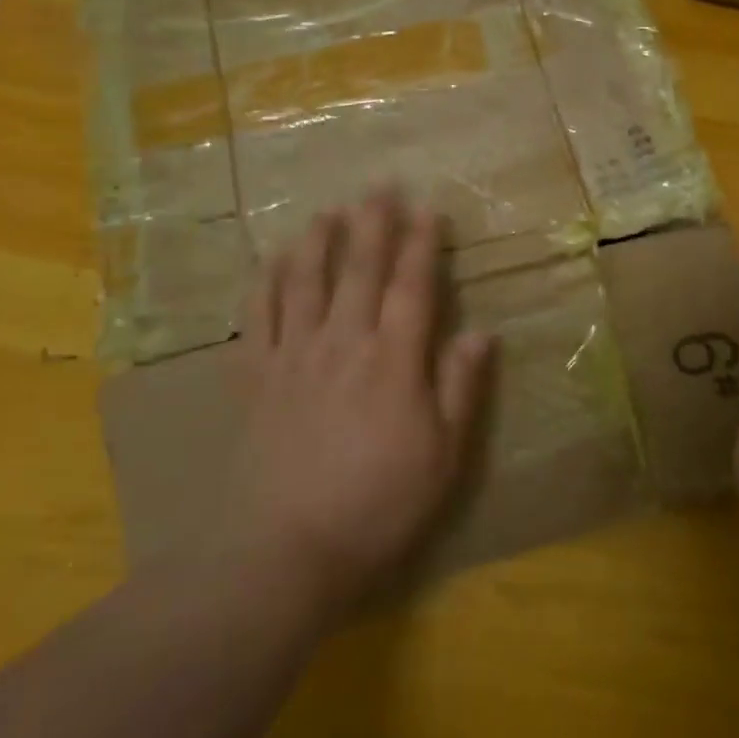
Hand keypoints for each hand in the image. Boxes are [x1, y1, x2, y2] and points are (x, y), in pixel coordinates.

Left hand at [221, 192, 493, 619]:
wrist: (284, 551)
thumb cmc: (377, 504)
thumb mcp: (442, 456)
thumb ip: (460, 389)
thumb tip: (482, 332)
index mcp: (393, 360)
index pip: (412, 287)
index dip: (422, 245)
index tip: (427, 209)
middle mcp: (343, 343)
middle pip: (359, 270)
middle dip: (373, 224)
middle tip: (379, 186)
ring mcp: (294, 356)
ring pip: (306, 282)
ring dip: (319, 241)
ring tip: (328, 210)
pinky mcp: (256, 378)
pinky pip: (259, 317)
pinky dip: (266, 283)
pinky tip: (273, 261)